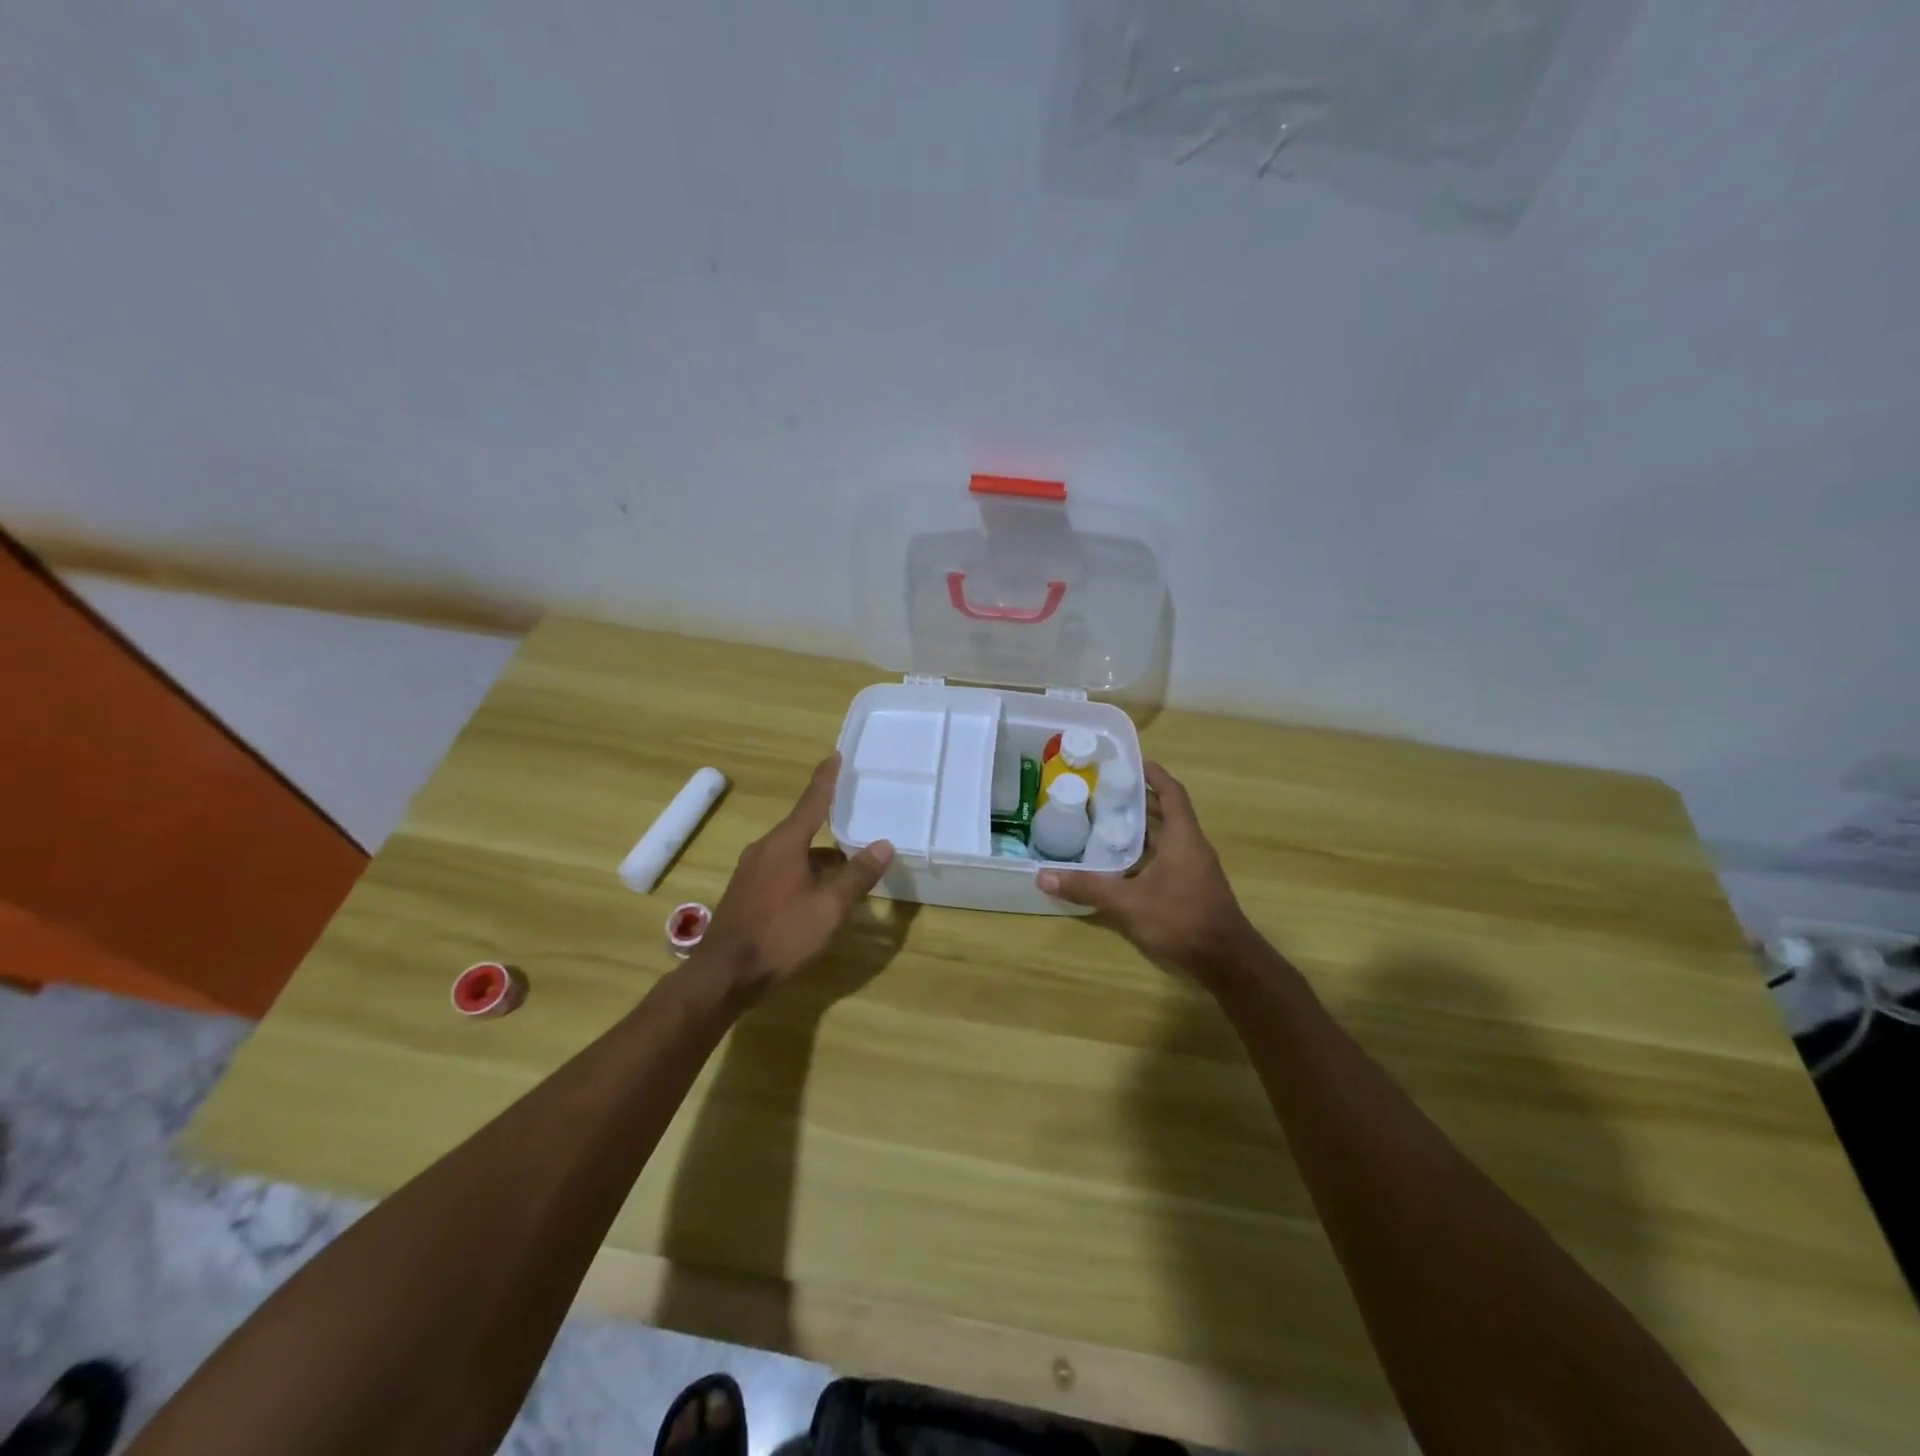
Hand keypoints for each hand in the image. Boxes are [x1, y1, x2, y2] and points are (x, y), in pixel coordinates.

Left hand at [696, 754, 893, 999]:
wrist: (723, 975)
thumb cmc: (781, 934)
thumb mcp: (829, 907)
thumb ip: (857, 876)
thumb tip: (883, 844)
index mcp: (785, 844)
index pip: (811, 801)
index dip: (826, 779)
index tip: (835, 755)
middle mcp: (765, 849)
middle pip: (802, 827)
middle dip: (828, 821)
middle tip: (853, 815)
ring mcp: (751, 871)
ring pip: (793, 852)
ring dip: (818, 855)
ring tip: (846, 866)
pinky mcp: (746, 892)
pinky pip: (782, 869)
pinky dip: (804, 871)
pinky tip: (818, 893)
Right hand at [1038, 761, 1257, 982]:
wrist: (1226, 961)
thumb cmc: (1182, 919)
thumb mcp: (1129, 902)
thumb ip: (1088, 887)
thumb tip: (1043, 875)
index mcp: (1183, 838)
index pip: (1171, 793)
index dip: (1154, 775)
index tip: (1132, 762)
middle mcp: (1192, 847)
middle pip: (1167, 813)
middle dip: (1139, 800)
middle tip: (1105, 792)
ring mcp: (1194, 869)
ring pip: (1166, 838)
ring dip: (1141, 828)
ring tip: (1106, 822)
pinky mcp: (1192, 888)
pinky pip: (1167, 858)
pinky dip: (1145, 853)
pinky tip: (1121, 864)